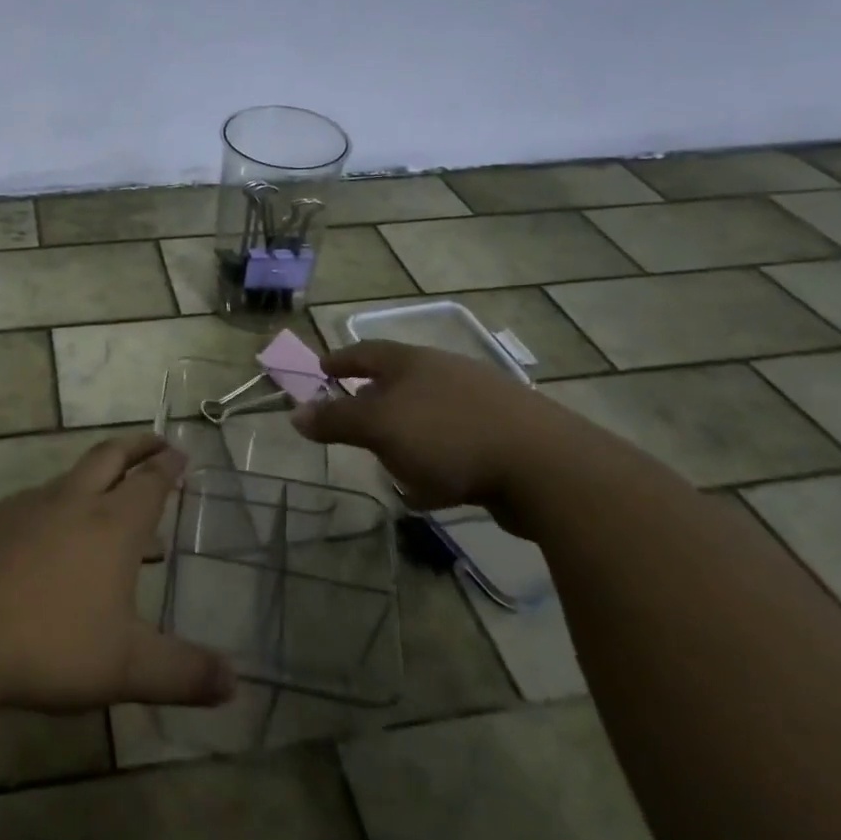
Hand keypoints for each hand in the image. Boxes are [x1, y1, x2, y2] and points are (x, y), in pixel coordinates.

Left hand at [0, 433, 235, 714]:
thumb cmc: (51, 643)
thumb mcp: (126, 668)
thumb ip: (182, 674)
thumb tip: (235, 684)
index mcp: (113, 524)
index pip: (150, 482)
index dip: (169, 467)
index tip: (181, 453)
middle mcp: (74, 502)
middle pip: (110, 456)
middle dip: (137, 446)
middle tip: (157, 443)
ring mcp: (29, 508)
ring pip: (71, 476)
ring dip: (97, 475)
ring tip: (108, 495)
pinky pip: (37, 500)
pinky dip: (58, 502)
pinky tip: (50, 530)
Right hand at [291, 340, 572, 515]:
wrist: (546, 467)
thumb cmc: (448, 435)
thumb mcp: (379, 427)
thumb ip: (336, 421)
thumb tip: (294, 414)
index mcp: (414, 362)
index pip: (367, 351)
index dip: (341, 359)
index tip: (322, 368)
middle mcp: (447, 373)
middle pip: (401, 379)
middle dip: (374, 397)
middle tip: (352, 416)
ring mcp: (482, 403)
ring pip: (429, 413)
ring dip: (406, 432)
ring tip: (389, 458)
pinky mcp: (507, 437)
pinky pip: (456, 444)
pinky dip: (436, 459)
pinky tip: (432, 488)